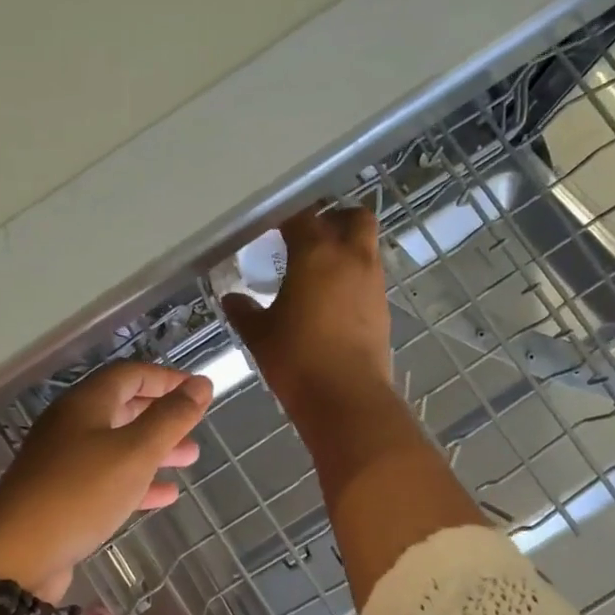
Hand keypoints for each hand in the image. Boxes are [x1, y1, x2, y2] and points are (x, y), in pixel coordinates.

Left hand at [0, 362, 212, 601]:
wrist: (16, 556)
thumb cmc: (80, 493)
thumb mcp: (134, 452)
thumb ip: (170, 418)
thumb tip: (201, 384)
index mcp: (85, 404)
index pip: (130, 375)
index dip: (166, 378)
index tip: (199, 391)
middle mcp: (71, 427)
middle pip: (123, 409)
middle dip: (162, 417)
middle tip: (196, 428)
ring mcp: (64, 463)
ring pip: (117, 447)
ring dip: (154, 450)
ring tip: (189, 459)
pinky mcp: (63, 498)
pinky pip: (107, 480)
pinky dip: (137, 483)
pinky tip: (165, 496)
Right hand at [223, 205, 393, 418]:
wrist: (345, 397)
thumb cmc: (296, 358)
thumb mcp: (259, 334)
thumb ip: (243, 310)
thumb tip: (231, 299)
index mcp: (317, 253)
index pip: (303, 217)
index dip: (286, 218)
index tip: (270, 228)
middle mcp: (351, 257)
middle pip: (353, 217)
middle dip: (333, 219)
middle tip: (308, 236)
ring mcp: (372, 282)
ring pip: (365, 246)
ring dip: (346, 247)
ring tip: (318, 270)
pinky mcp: (382, 307)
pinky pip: (369, 276)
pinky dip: (352, 276)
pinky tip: (331, 299)